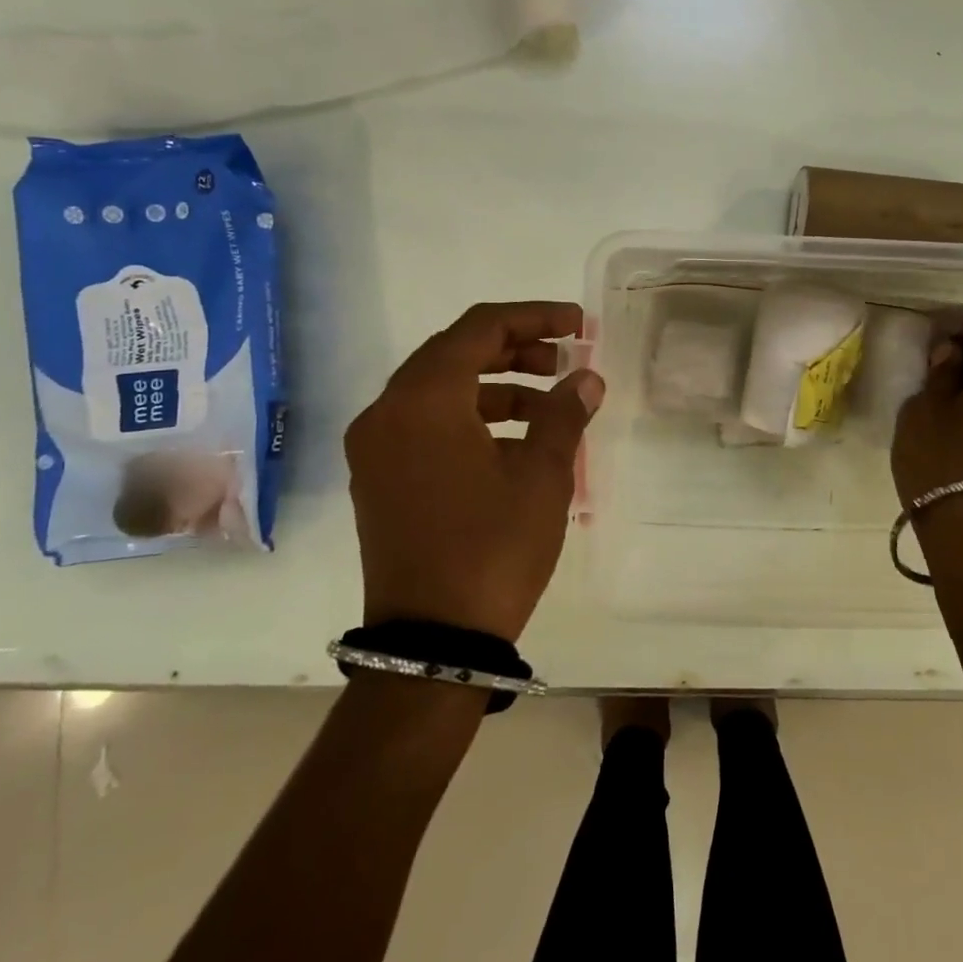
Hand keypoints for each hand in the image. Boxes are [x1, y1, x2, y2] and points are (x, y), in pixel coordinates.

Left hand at [345, 301, 603, 641]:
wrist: (433, 643)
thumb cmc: (492, 548)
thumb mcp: (542, 476)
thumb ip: (564, 415)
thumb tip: (587, 379)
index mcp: (423, 400)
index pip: (479, 329)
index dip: (533, 317)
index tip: (577, 325)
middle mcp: (387, 413)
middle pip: (454, 354)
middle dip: (514, 350)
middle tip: (563, 362)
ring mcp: (375, 449)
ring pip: (439, 391)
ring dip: (495, 386)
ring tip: (548, 405)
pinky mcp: (378, 480)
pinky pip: (426, 426)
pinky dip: (470, 419)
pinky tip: (513, 444)